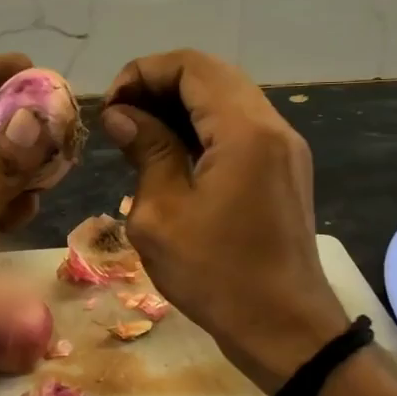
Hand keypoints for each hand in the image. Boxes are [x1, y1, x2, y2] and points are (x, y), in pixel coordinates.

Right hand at [102, 49, 348, 392]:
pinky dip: (203, 128)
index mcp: (244, 131)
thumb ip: (145, 151)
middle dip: (159, 86)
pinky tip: (172, 154)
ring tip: (138, 135)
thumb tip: (122, 115)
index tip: (110, 107)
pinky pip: (240, 127)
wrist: (286, 329)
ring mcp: (285, 148)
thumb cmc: (216, 276)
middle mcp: (272, 126)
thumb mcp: (161, 215)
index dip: (143, 73)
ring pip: (227, 99)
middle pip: (212, 75)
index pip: (191, 66)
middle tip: (120, 119)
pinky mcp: (284, 169)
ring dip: (180, 106)